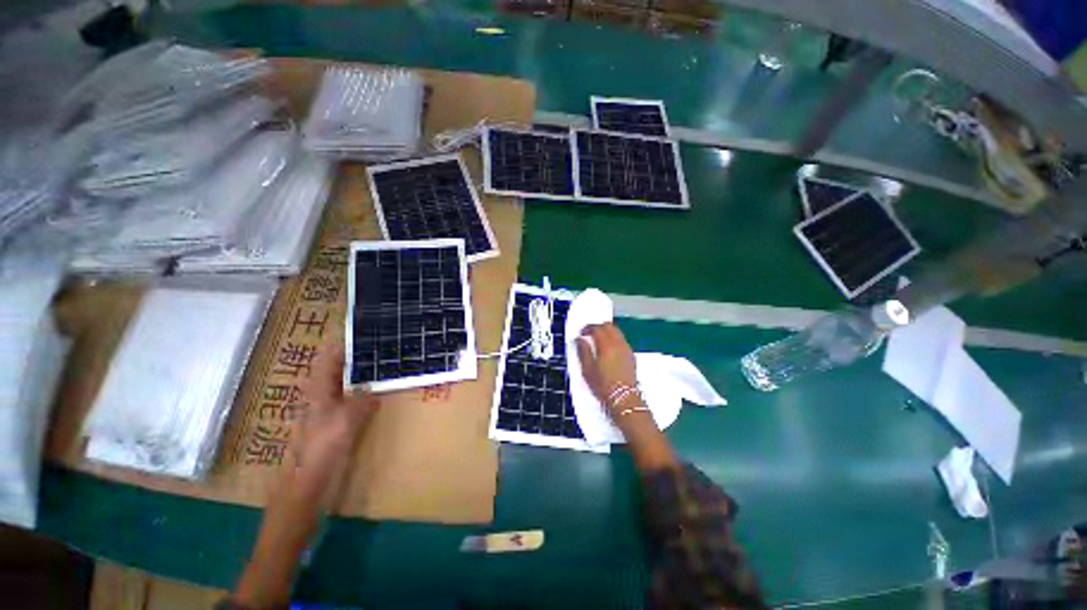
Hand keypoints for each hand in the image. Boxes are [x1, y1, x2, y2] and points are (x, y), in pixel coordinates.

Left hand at [287, 349, 377, 502]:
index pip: (328, 357)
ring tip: (383, 363)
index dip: (343, 343)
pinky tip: (378, 392)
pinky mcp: (335, 424)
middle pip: (337, 368)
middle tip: (381, 345)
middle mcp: (321, 396)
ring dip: (361, 372)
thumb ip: (362, 401)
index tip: (364, 331)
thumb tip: (377, 388)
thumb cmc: (320, 452)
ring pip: (346, 383)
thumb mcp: (344, 422)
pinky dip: (365, 391)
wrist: (306, 488)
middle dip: (356, 355)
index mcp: (317, 391)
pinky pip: (353, 399)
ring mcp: (328, 410)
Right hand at [576, 323, 637, 415]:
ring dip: (607, 331)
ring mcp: (626, 349)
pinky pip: (622, 340)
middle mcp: (618, 344)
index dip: (587, 328)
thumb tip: (579, 340)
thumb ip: (583, 351)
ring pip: (617, 332)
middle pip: (609, 326)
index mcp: (606, 345)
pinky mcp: (631, 355)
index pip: (597, 328)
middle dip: (598, 326)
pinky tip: (609, 348)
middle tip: (589, 333)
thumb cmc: (603, 386)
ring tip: (598, 340)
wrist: (624, 399)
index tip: (581, 332)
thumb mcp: (587, 370)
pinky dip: (614, 339)